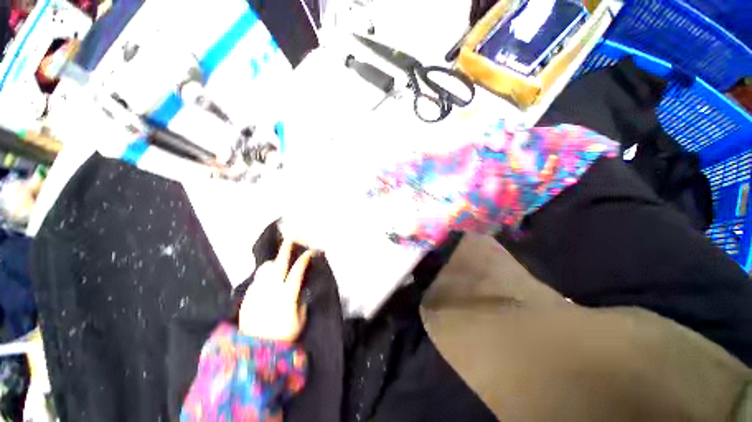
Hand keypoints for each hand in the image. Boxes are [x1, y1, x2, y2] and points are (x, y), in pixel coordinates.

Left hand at [239, 239, 311, 341]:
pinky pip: (257, 280)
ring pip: (265, 269)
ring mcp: (258, 291)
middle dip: (286, 249)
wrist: (255, 349)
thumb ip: (301, 302)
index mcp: (287, 294)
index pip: (298, 270)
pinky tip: (267, 283)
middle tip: (290, 239)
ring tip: (277, 265)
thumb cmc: (282, 335)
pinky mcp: (248, 296)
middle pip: (279, 263)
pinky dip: (264, 277)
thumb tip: (300, 290)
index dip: (305, 258)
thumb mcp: (300, 320)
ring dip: (273, 263)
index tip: (310, 251)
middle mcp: (272, 288)